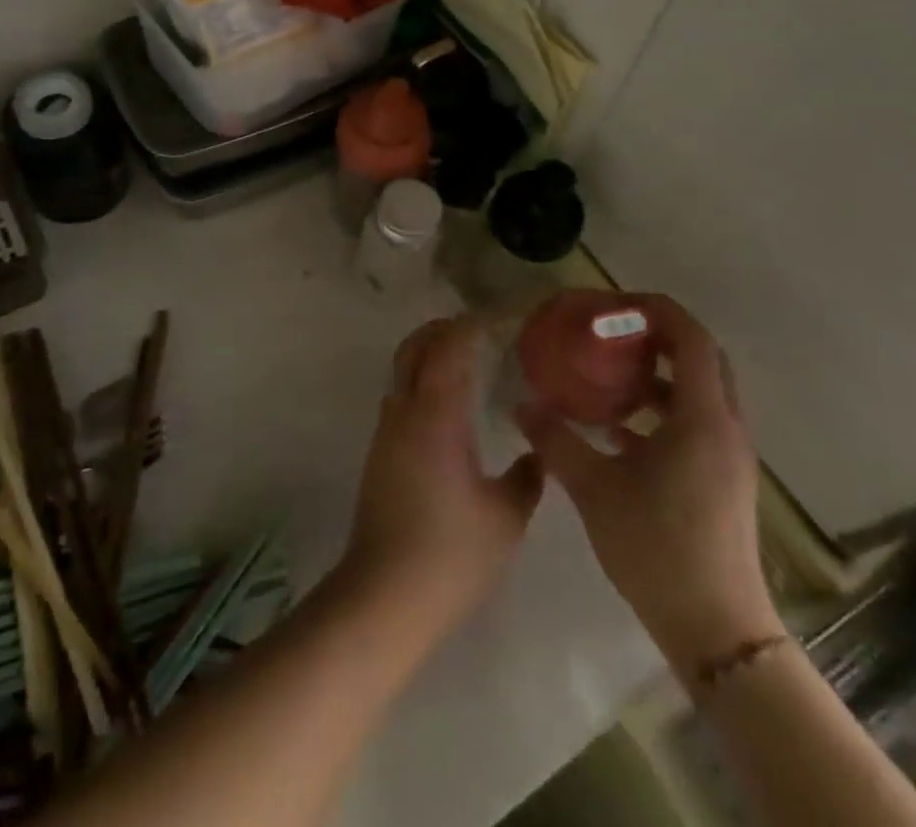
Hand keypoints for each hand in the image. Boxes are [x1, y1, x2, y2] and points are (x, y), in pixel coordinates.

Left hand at [342, 315, 543, 639]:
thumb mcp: (505, 518)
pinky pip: (400, 398)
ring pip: (402, 372)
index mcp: (436, 414)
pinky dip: (421, 384)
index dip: (469, 325)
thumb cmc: (451, 553)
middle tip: (478, 332)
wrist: (384, 595)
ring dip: (428, 357)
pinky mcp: (379, 454)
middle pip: (414, 347)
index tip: (497, 320)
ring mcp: (386, 432)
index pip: (448, 347)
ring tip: (467, 366)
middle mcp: (404, 412)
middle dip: (441, 330)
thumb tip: (535, 455)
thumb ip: (526, 479)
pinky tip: (448, 411)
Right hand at [517, 292, 777, 677]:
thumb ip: (555, 439)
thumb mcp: (594, 487)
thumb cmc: (656, 547)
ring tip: (609, 374)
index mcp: (702, 417)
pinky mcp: (722, 478)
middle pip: (700, 357)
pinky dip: (661, 409)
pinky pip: (695, 422)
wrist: (715, 630)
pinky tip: (617, 429)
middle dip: (657, 334)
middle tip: (610, 330)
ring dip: (659, 373)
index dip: (654, 309)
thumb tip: (521, 404)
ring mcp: (728, 455)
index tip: (610, 304)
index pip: (690, 337)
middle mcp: (724, 426)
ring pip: (699, 390)